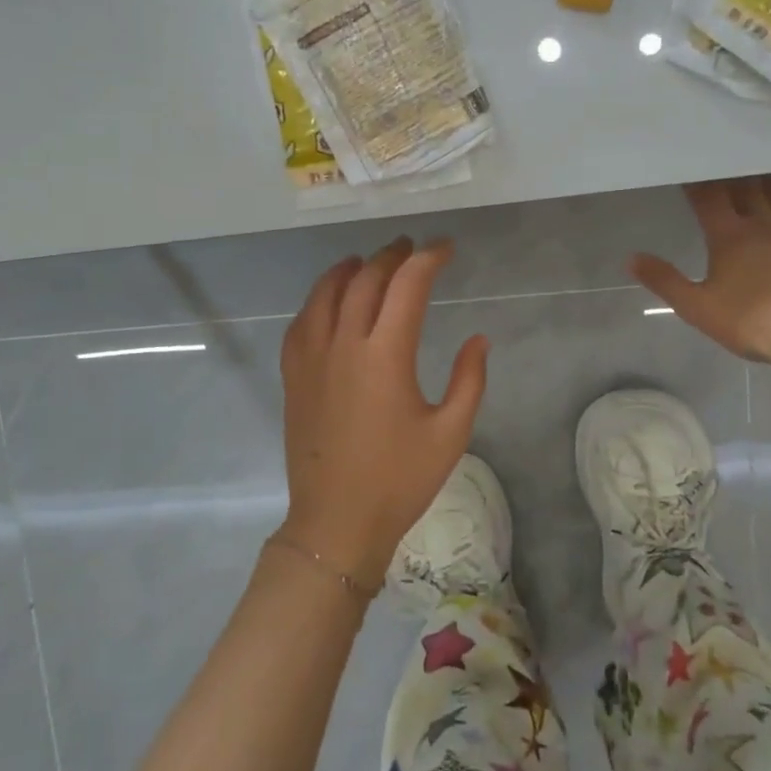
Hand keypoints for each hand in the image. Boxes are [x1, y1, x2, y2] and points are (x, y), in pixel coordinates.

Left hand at [277, 238, 488, 590]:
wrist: (337, 521)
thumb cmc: (399, 480)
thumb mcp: (450, 433)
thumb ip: (469, 380)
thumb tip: (478, 339)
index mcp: (386, 355)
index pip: (408, 286)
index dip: (428, 259)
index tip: (446, 249)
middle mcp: (344, 345)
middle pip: (365, 280)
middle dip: (391, 256)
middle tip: (411, 249)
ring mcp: (312, 359)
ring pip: (325, 294)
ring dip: (349, 269)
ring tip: (367, 261)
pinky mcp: (293, 377)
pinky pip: (301, 322)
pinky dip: (317, 299)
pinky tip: (327, 301)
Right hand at [631, 175, 770, 368]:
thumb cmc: (749, 320)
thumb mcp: (695, 306)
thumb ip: (664, 280)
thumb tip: (631, 258)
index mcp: (728, 237)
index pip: (708, 199)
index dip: (696, 183)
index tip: (688, 168)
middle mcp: (762, 225)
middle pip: (747, 190)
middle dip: (734, 175)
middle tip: (728, 160)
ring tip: (766, 168)